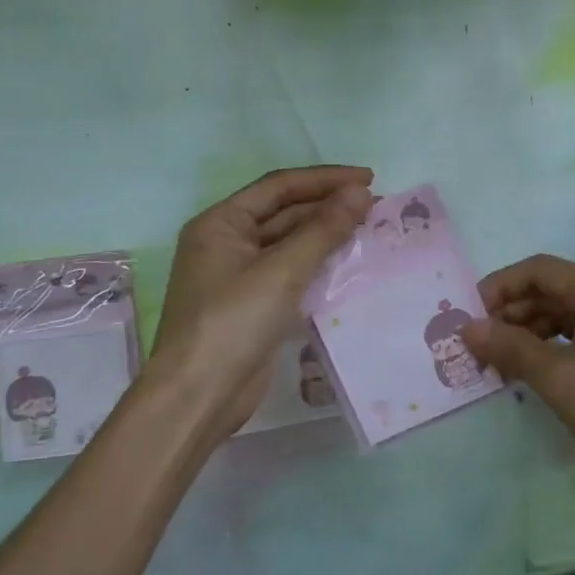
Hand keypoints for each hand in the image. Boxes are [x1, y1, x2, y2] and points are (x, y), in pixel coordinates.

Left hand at [151, 166, 372, 441]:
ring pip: (289, 244)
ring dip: (325, 236)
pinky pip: (290, 274)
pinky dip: (317, 266)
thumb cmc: (232, 322)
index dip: (325, 179)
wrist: (198, 396)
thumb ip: (323, 229)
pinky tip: (348, 265)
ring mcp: (238, 276)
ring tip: (369, 230)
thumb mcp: (281, 270)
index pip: (279, 187)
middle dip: (328, 207)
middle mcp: (226, 243)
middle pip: (284, 213)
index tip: (369, 178)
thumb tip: (360, 193)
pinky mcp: (252, 306)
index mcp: (220, 223)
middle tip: (376, 206)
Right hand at [464, 255, 574, 486]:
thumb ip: (510, 348)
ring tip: (498, 367)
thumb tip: (467, 328)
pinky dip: (552, 351)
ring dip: (528, 336)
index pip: (536, 270)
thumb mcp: (559, 377)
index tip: (468, 317)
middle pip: (548, 292)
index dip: (497, 288)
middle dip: (510, 316)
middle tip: (477, 348)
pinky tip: (532, 377)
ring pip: (562, 317)